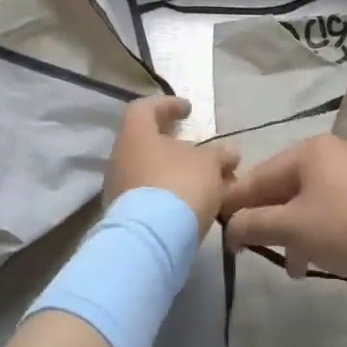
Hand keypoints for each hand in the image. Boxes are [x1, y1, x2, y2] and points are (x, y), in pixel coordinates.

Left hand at [104, 96, 238, 234]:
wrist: (151, 241)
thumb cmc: (179, 186)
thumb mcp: (210, 164)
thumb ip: (220, 154)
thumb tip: (228, 151)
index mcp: (136, 135)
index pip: (145, 108)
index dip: (167, 105)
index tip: (188, 110)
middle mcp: (120, 158)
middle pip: (148, 143)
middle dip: (176, 147)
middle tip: (202, 154)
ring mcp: (118, 189)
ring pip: (150, 172)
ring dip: (176, 174)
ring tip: (205, 185)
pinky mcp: (124, 217)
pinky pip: (148, 197)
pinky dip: (169, 196)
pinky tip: (192, 206)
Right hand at [219, 135, 346, 282]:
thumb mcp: (294, 228)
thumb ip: (254, 224)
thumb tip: (230, 227)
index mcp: (307, 151)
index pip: (257, 176)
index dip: (234, 204)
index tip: (217, 231)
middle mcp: (328, 154)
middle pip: (281, 187)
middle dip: (265, 221)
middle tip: (248, 250)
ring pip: (304, 202)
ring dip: (290, 232)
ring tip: (287, 265)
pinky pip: (326, 209)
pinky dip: (314, 231)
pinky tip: (310, 260)